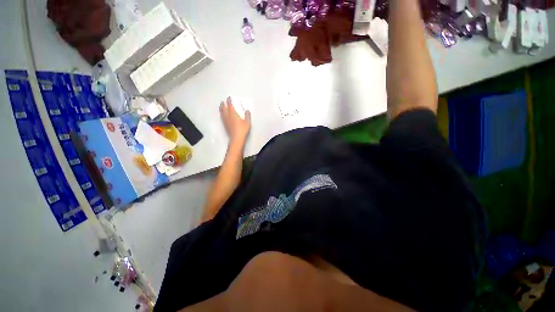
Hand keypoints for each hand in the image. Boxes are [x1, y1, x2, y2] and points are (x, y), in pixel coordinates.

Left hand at [220, 97, 250, 144]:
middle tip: (223, 101)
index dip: (229, 101)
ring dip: (221, 109)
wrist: (236, 138)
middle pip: (224, 109)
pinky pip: (222, 118)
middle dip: (223, 104)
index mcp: (233, 115)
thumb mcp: (247, 122)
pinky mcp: (225, 126)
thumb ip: (247, 116)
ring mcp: (226, 121)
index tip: (229, 98)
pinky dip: (221, 114)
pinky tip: (222, 115)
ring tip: (221, 106)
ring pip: (222, 113)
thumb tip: (247, 111)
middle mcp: (228, 117)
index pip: (230, 106)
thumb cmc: (242, 130)